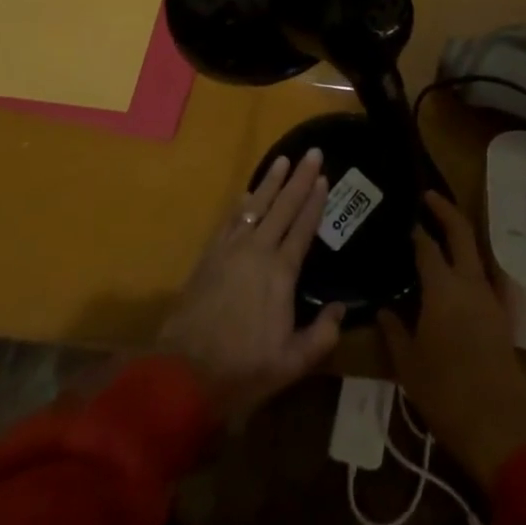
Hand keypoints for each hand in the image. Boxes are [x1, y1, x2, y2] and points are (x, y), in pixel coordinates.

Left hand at [157, 148, 344, 421]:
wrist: (184, 372)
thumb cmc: (243, 368)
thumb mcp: (292, 362)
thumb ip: (321, 335)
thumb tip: (341, 308)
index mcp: (281, 272)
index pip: (303, 227)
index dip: (315, 201)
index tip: (324, 177)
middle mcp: (258, 251)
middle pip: (283, 206)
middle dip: (299, 178)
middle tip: (312, 152)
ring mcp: (231, 250)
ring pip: (256, 205)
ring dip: (271, 182)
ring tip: (282, 160)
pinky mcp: (210, 256)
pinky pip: (230, 220)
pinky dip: (242, 202)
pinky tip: (247, 193)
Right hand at [379, 191, 525, 489]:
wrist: (499, 426)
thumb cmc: (446, 394)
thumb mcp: (409, 365)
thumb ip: (394, 331)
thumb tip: (383, 309)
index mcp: (443, 289)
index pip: (427, 246)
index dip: (415, 229)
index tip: (404, 217)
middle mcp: (469, 283)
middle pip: (461, 233)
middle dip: (445, 210)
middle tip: (428, 197)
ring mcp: (490, 297)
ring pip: (476, 252)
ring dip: (461, 235)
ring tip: (441, 232)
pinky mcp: (501, 315)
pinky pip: (484, 276)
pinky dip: (470, 264)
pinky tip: (458, 275)